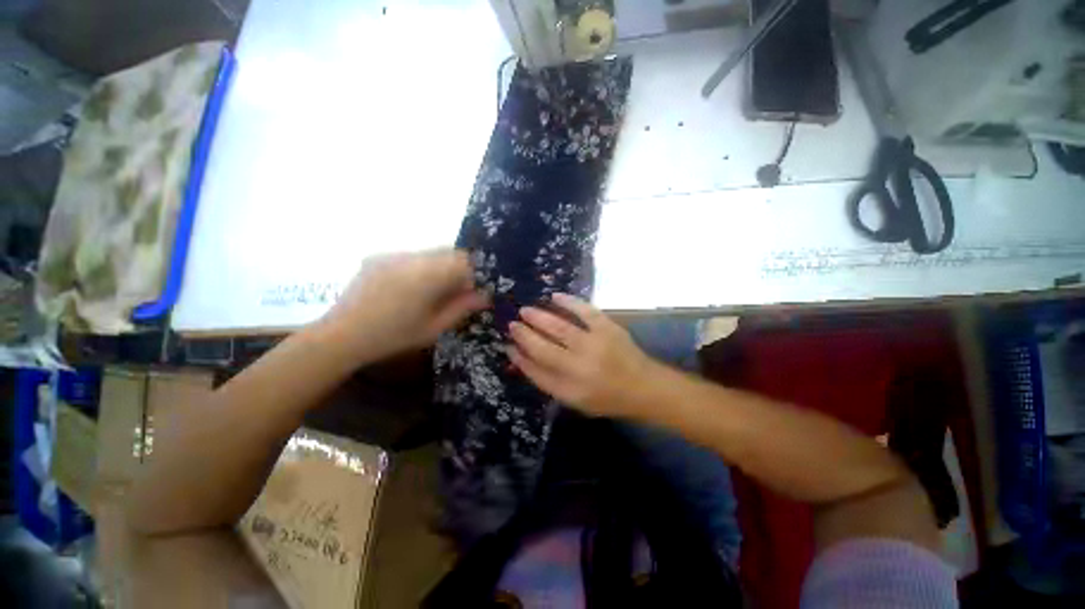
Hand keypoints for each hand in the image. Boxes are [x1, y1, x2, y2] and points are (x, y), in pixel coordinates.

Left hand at [321, 249, 488, 362]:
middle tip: (450, 294)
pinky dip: (419, 268)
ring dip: (438, 268)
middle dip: (456, 270)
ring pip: (430, 253)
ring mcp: (392, 255)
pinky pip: (410, 256)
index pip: (463, 261)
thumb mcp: (434, 328)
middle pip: (448, 252)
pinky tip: (407, 289)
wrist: (341, 336)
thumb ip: (462, 308)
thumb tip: (485, 296)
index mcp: (427, 276)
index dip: (471, 275)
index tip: (467, 293)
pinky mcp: (378, 257)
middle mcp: (411, 258)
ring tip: (428, 292)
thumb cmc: (394, 336)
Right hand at [508, 293, 657, 418]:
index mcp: (570, 390)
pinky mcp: (608, 328)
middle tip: (512, 324)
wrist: (643, 387)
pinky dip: (569, 302)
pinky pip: (585, 311)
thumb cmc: (606, 397)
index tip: (508, 346)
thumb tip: (522, 357)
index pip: (536, 372)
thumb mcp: (574, 400)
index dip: (519, 358)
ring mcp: (595, 345)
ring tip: (525, 310)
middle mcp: (580, 368)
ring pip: (559, 327)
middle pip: (543, 348)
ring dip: (539, 317)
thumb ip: (548, 381)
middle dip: (524, 334)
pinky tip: (555, 296)